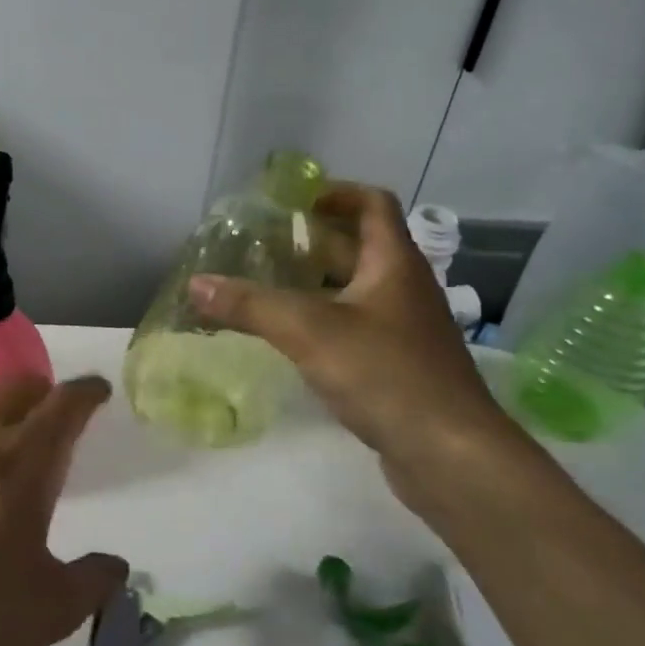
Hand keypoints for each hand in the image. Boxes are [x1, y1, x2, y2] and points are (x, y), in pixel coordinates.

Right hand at [189, 184, 509, 477]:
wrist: (449, 453)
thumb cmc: (385, 374)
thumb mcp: (309, 331)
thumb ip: (250, 305)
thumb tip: (195, 283)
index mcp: (394, 264)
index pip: (373, 204)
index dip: (336, 192)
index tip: (294, 201)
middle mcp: (404, 289)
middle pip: (360, 247)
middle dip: (313, 241)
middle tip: (264, 246)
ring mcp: (405, 330)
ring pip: (356, 291)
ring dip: (316, 283)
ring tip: (267, 287)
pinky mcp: (399, 366)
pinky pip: (356, 327)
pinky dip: (324, 322)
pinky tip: (292, 339)